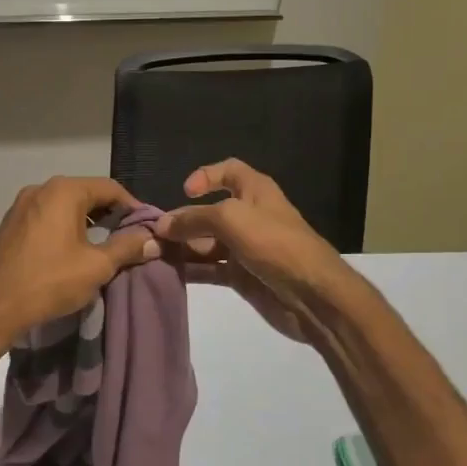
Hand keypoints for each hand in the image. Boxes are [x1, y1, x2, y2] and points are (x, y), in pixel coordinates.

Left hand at [0, 177, 160, 344]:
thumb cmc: (49, 281)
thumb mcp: (97, 266)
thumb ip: (127, 247)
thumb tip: (153, 239)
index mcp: (64, 191)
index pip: (110, 188)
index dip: (133, 207)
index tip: (147, 229)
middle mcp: (41, 189)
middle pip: (86, 194)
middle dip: (110, 215)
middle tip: (129, 239)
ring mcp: (21, 206)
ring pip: (65, 207)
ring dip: (87, 223)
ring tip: (104, 248)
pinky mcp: (10, 225)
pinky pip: (47, 218)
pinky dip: (65, 229)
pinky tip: (73, 253)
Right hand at [153, 160, 355, 342]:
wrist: (313, 294)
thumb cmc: (275, 243)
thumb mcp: (231, 220)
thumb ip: (194, 219)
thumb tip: (161, 224)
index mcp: (255, 191)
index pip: (229, 171)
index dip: (206, 175)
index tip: (184, 192)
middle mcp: (249, 216)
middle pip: (209, 211)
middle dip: (182, 220)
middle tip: (153, 235)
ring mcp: (244, 248)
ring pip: (206, 242)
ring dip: (182, 247)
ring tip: (154, 255)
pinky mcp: (241, 276)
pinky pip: (210, 268)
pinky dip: (191, 269)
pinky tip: (169, 272)